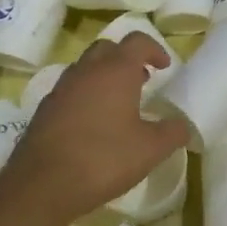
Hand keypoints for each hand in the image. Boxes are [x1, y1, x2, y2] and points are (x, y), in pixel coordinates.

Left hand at [0, 34, 189, 225]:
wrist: (42, 183)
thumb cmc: (104, 158)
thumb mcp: (150, 150)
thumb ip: (172, 133)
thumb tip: (183, 125)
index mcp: (115, 70)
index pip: (137, 41)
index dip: (154, 49)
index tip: (165, 67)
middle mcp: (87, 70)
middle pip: (108, 48)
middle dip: (126, 58)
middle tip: (142, 79)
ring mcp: (62, 88)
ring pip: (86, 67)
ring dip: (104, 75)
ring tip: (118, 101)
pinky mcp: (45, 109)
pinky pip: (71, 90)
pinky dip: (86, 95)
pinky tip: (93, 123)